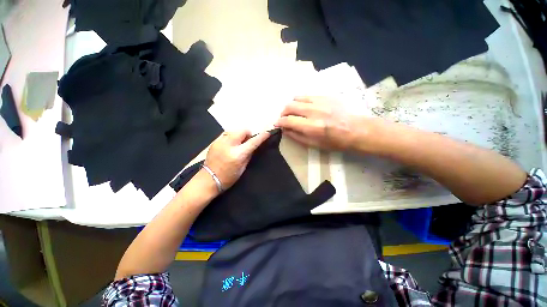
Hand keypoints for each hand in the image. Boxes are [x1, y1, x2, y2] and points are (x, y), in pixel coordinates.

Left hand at [204, 130, 269, 189]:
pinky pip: (227, 134)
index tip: (268, 132)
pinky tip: (230, 145)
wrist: (208, 180)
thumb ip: (249, 154)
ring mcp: (220, 141)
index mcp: (238, 154)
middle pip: (243, 130)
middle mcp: (229, 145)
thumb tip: (253, 145)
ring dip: (239, 135)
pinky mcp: (214, 141)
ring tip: (238, 144)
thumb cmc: (228, 177)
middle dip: (247, 134)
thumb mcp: (243, 167)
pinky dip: (231, 137)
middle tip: (247, 142)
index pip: (253, 142)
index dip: (262, 136)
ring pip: (234, 130)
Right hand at [275, 96, 358, 150]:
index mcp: (312, 127)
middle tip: (284, 118)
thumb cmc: (335, 142)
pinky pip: (307, 95)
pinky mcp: (326, 96)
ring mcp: (320, 101)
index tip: (277, 124)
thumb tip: (285, 130)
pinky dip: (301, 101)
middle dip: (283, 113)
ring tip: (294, 112)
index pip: (288, 120)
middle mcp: (314, 111)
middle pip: (290, 106)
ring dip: (291, 105)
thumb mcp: (314, 145)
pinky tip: (304, 107)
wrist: (355, 130)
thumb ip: (297, 136)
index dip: (280, 122)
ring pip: (297, 98)